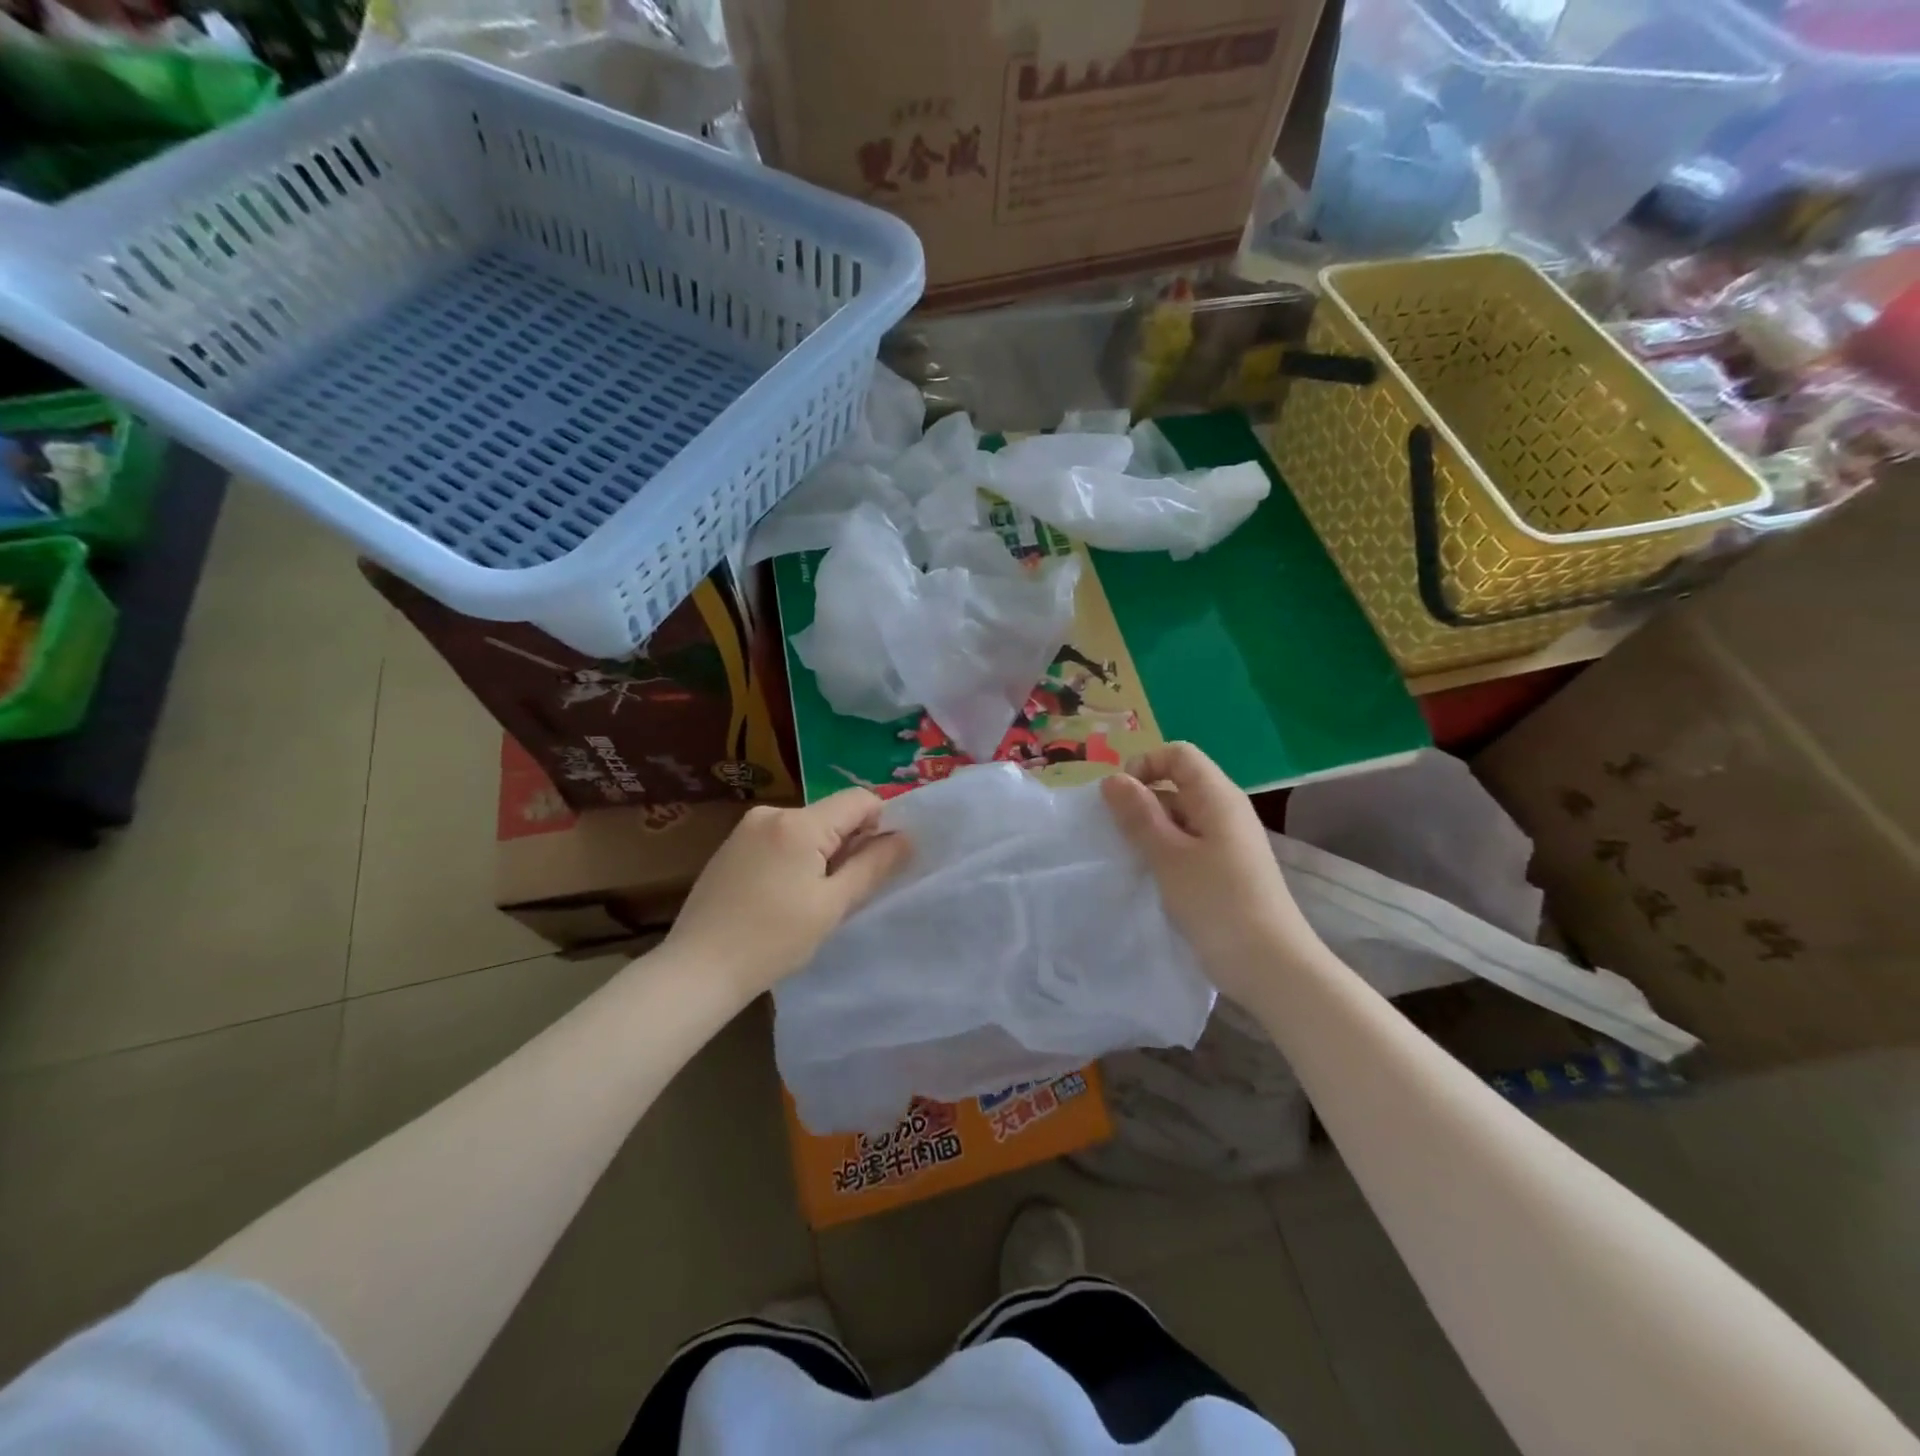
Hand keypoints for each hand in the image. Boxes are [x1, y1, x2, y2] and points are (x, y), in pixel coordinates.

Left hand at [667, 789, 911, 997]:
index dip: (881, 825)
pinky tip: (782, 897)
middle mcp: (772, 812)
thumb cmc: (773, 940)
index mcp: (799, 823)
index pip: (860, 800)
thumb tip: (906, 837)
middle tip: (844, 892)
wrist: (697, 970)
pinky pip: (780, 838)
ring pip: (807, 827)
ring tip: (810, 900)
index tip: (879, 864)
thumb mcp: (833, 905)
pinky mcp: (731, 846)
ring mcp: (746, 827)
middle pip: (832, 814)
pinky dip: (795, 858)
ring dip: (822, 853)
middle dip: (849, 844)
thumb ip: (873, 865)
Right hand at [1100, 742, 1322, 1003]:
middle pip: (1178, 784)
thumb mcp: (1169, 857)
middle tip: (1117, 836)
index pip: (1178, 754)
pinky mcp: (1226, 871)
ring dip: (1151, 832)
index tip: (1119, 799)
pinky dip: (1165, 853)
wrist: (1272, 969)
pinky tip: (1151, 879)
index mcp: (1218, 797)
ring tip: (1130, 860)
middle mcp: (1226, 812)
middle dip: (1142, 801)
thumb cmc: (1218, 905)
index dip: (1145, 764)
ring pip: (1180, 818)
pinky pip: (1188, 846)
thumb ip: (1139, 816)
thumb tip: (1112, 779)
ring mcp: (1228, 843)